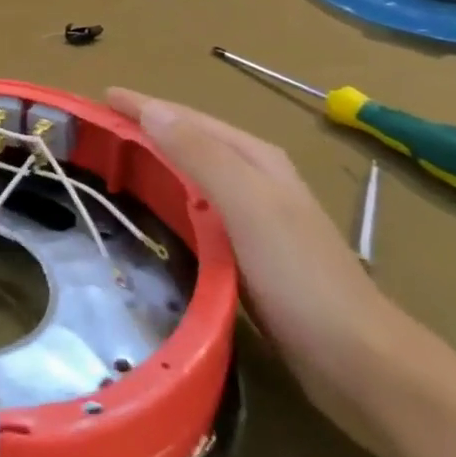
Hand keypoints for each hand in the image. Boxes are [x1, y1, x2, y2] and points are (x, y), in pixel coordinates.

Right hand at [107, 88, 407, 431]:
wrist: (357, 360)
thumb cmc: (300, 276)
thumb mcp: (249, 205)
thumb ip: (202, 156)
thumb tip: (153, 110)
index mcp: (256, 159)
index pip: (189, 118)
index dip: (145, 105)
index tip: (101, 95)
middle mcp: (256, 179)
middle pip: (191, 140)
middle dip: (146, 127)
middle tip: (98, 128)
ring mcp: (256, 217)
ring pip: (193, 174)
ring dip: (156, 160)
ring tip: (115, 160)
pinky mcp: (249, 253)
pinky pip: (197, 209)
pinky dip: (169, 198)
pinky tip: (152, 211)